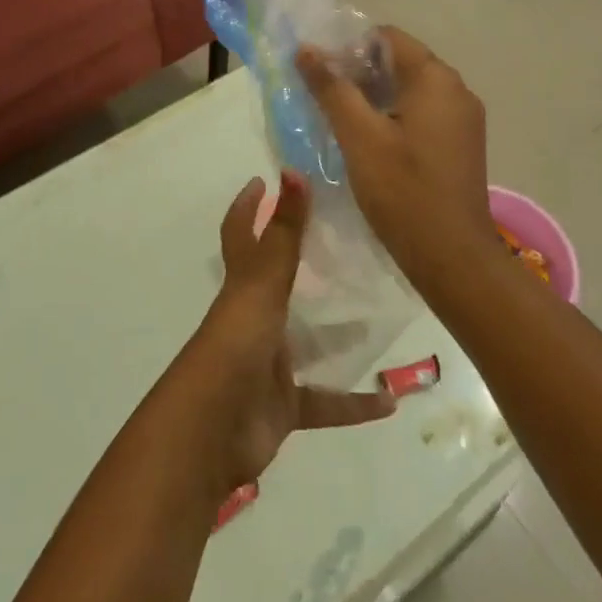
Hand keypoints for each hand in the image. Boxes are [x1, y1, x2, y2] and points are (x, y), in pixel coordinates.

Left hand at [182, 170, 396, 493]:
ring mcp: (268, 363)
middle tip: (345, 241)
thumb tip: (292, 169)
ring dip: (338, 333)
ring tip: (379, 314)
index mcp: (243, 285)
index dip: (248, 207)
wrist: (212, 432)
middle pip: (278, 283)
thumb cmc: (236, 344)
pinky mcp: (283, 406)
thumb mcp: (264, 283)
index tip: (263, 180)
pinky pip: (325, 402)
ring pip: (307, 341)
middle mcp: (254, 318)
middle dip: (303, 264)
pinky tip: (389, 402)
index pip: (241, 234)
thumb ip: (283, 231)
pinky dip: (354, 403)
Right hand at [296, 27, 498, 282]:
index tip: (322, 75)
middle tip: (324, 99)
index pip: (387, 37)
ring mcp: (464, 117)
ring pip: (410, 89)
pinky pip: (423, 112)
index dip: (349, 48)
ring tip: (341, 121)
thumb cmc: (403, 192)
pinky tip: (371, 142)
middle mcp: (456, 88)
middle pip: (400, 61)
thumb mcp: (358, 137)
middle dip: (360, 73)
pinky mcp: (462, 142)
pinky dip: (395, 116)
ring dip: (375, 96)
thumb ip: (331, 88)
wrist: (453, 258)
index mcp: (435, 78)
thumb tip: (306, 49)